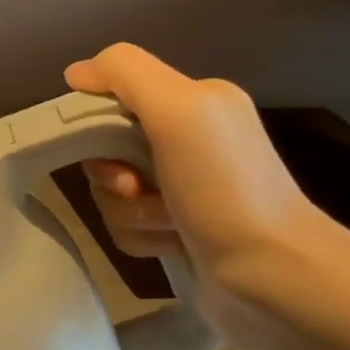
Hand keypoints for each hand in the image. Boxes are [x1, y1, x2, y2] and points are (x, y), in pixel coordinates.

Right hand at [64, 45, 337, 335]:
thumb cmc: (224, 188)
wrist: (275, 277)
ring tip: (166, 224)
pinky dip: (140, 236)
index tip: (107, 146)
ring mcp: (182, 187)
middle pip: (105, 146)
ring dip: (127, 210)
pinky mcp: (177, 229)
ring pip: (111, 190)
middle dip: (110, 173)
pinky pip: (125, 224)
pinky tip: (171, 244)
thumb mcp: (178, 110)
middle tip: (137, 189)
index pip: (112, 95)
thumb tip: (75, 73)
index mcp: (194, 102)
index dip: (96, 120)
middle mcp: (188, 139)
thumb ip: (124, 73)